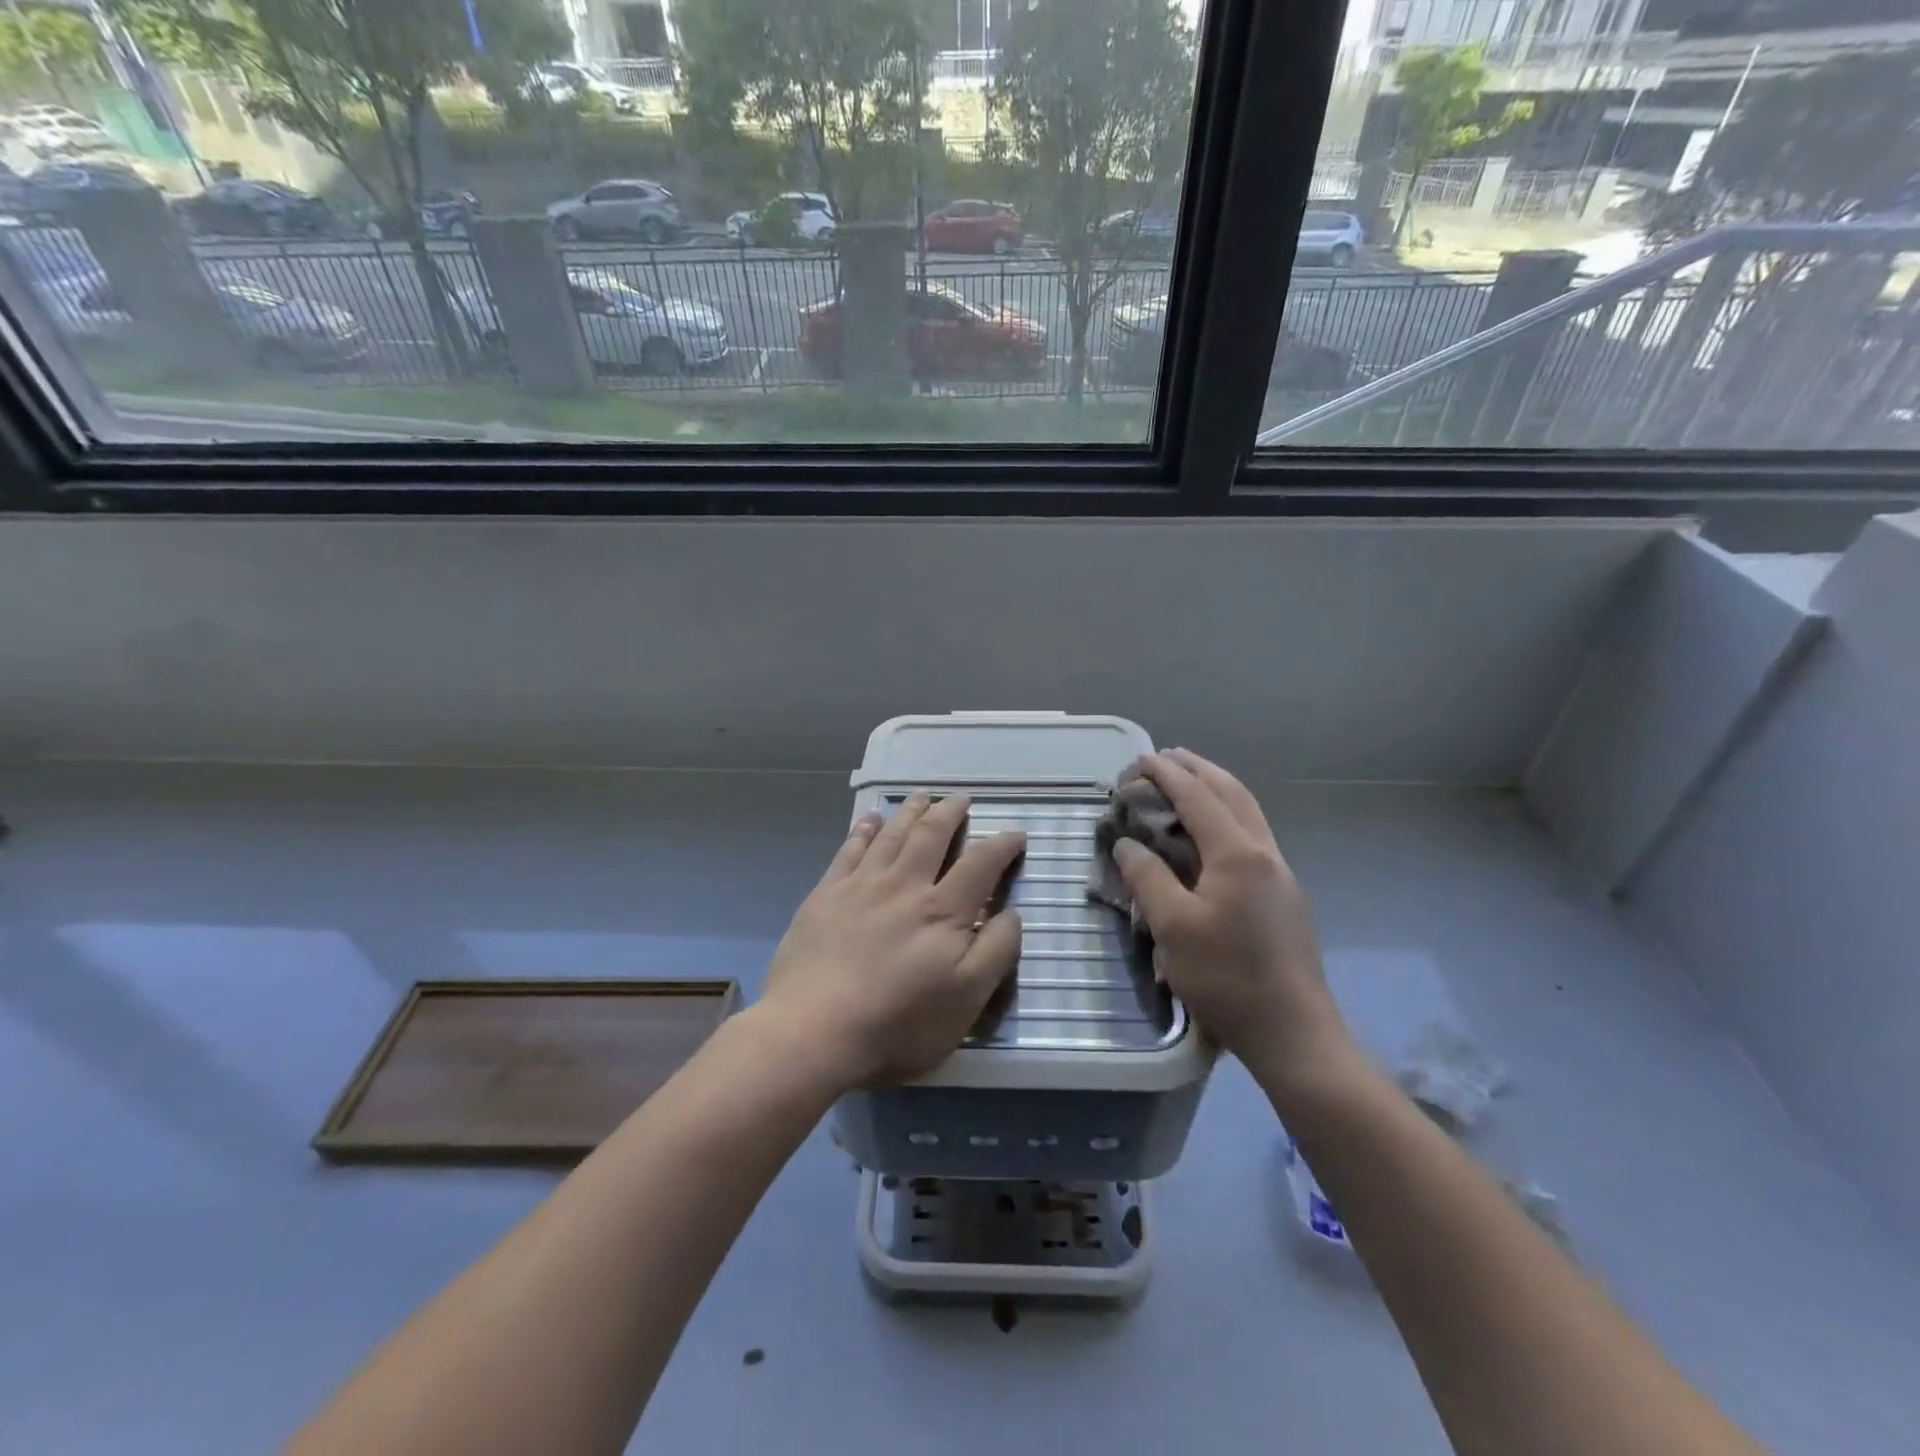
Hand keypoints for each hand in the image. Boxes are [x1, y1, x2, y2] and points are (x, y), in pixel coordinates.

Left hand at [759, 792, 1025, 1088]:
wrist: (812, 1032)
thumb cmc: (897, 1024)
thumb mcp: (966, 1001)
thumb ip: (996, 951)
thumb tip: (1012, 912)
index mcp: (943, 911)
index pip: (980, 864)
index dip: (1002, 845)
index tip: (1016, 833)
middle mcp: (904, 886)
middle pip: (931, 835)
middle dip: (950, 812)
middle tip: (961, 798)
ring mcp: (861, 886)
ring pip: (891, 834)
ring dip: (910, 811)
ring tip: (922, 795)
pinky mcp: (825, 895)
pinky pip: (849, 849)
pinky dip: (864, 829)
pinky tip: (871, 819)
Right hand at [1112, 750, 1357, 1097]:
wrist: (1293, 1032)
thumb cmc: (1227, 978)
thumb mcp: (1174, 928)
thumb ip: (1147, 878)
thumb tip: (1127, 844)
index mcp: (1237, 854)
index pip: (1197, 797)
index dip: (1166, 774)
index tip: (1139, 760)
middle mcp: (1264, 852)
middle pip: (1231, 792)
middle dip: (1197, 769)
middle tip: (1165, 758)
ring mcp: (1280, 873)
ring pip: (1248, 812)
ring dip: (1216, 789)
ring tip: (1187, 782)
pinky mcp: (1284, 895)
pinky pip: (1252, 835)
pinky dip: (1227, 816)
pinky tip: (1210, 835)